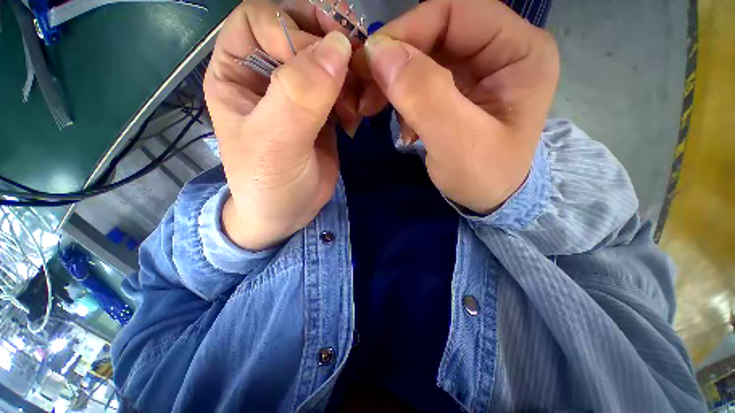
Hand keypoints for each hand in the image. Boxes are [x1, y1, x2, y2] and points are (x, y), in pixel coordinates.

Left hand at [203, 0, 353, 249]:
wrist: (289, 213)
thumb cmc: (269, 183)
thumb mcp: (275, 143)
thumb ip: (300, 97)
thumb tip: (338, 49)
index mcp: (235, 71)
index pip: (261, 18)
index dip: (292, 29)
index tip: (324, 60)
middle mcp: (266, 74)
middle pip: (299, 30)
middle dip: (330, 43)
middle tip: (357, 64)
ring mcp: (298, 94)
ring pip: (327, 59)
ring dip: (349, 73)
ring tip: (356, 105)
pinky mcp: (322, 112)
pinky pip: (342, 88)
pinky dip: (355, 95)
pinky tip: (355, 118)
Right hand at [359, 0, 559, 213]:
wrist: (489, 199)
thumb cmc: (483, 177)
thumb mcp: (457, 142)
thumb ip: (425, 97)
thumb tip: (380, 53)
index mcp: (519, 51)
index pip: (456, 11)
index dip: (408, 30)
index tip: (371, 64)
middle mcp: (501, 50)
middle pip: (437, 32)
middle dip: (395, 59)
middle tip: (366, 91)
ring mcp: (478, 70)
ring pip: (424, 56)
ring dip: (394, 81)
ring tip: (375, 109)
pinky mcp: (459, 90)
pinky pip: (422, 80)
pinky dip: (402, 97)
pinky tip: (402, 125)